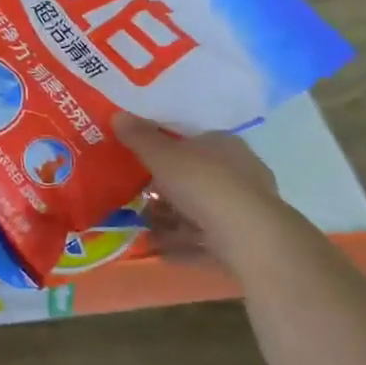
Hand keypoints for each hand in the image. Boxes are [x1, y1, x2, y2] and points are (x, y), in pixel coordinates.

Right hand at [114, 116, 280, 248]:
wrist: (248, 237)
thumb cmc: (204, 184)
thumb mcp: (162, 156)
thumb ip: (140, 137)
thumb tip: (118, 115)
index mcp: (224, 142)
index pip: (192, 140)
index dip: (166, 149)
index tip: (142, 161)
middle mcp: (239, 169)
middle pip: (194, 175)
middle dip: (166, 187)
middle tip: (138, 196)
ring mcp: (244, 205)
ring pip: (199, 207)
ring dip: (171, 216)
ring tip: (142, 226)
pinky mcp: (244, 236)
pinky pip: (204, 234)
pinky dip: (182, 240)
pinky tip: (159, 249)